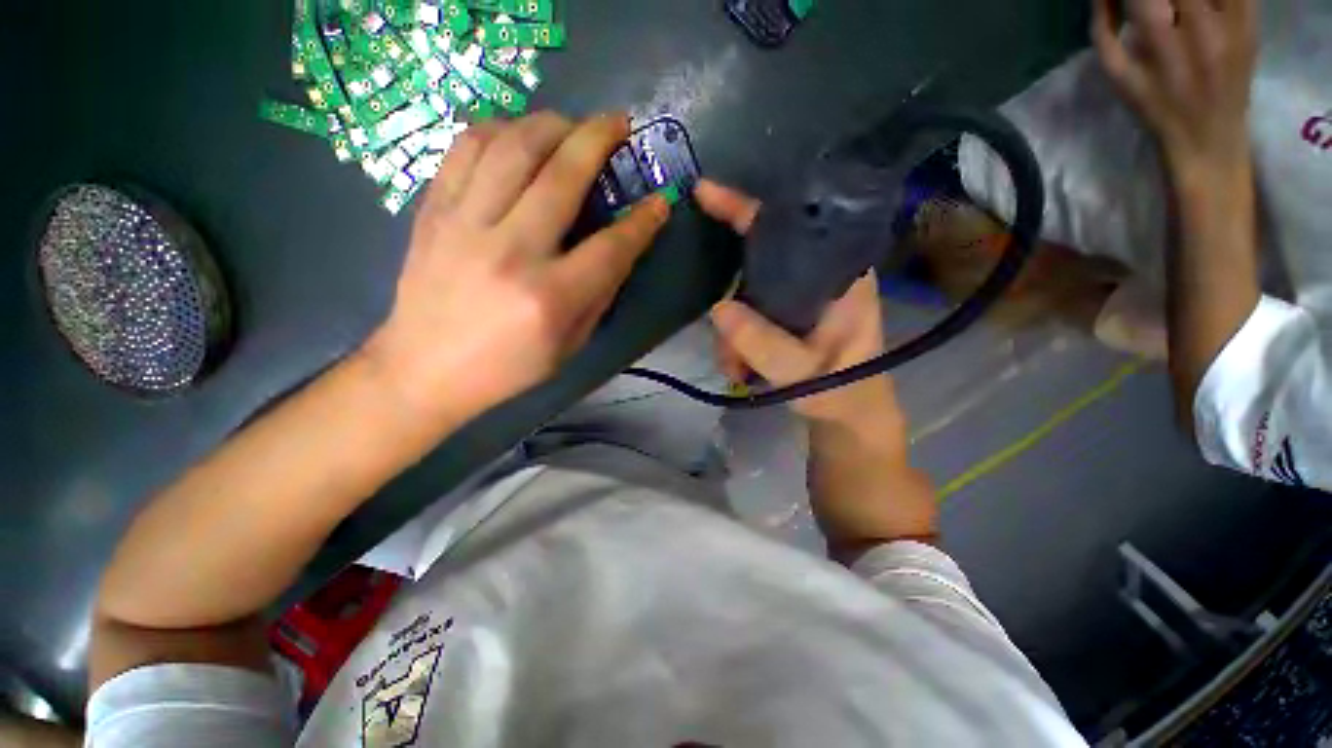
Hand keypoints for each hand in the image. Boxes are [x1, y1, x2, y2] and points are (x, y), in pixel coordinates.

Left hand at [361, 112, 670, 427]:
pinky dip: (499, 129)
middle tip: (619, 124)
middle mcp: (511, 253)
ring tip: (571, 126)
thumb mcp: (570, 344)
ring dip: (551, 124)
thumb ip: (600, 293)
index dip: (643, 221)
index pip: (611, 247)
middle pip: (562, 175)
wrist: (425, 369)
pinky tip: (518, 134)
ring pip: (512, 146)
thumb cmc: (509, 367)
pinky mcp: (433, 211)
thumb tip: (622, 247)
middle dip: (599, 138)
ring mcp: (465, 225)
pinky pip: (466, 148)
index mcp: (550, 298)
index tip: (660, 201)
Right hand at [696, 179, 935, 553]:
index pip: (792, 225)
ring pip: (747, 294)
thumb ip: (766, 344)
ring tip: (735, 370)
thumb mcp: (807, 375)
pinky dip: (735, 341)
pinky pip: (747, 316)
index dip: (748, 208)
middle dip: (732, 299)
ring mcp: (797, 300)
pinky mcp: (784, 320)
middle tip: (725, 344)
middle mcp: (818, 279)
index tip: (706, 194)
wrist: (849, 423)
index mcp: (839, 276)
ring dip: (731, 332)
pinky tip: (739, 369)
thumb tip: (719, 308)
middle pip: (759, 262)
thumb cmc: (843, 397)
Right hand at [1093, 0, 1257, 176]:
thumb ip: (1105, 30)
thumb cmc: (1156, 109)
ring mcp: (1234, 25)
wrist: (1208, 138)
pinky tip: (1204, 7)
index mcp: (1162, 44)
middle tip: (1157, 3)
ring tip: (1179, 8)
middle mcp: (1202, 29)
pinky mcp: (1252, 25)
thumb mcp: (1118, 77)